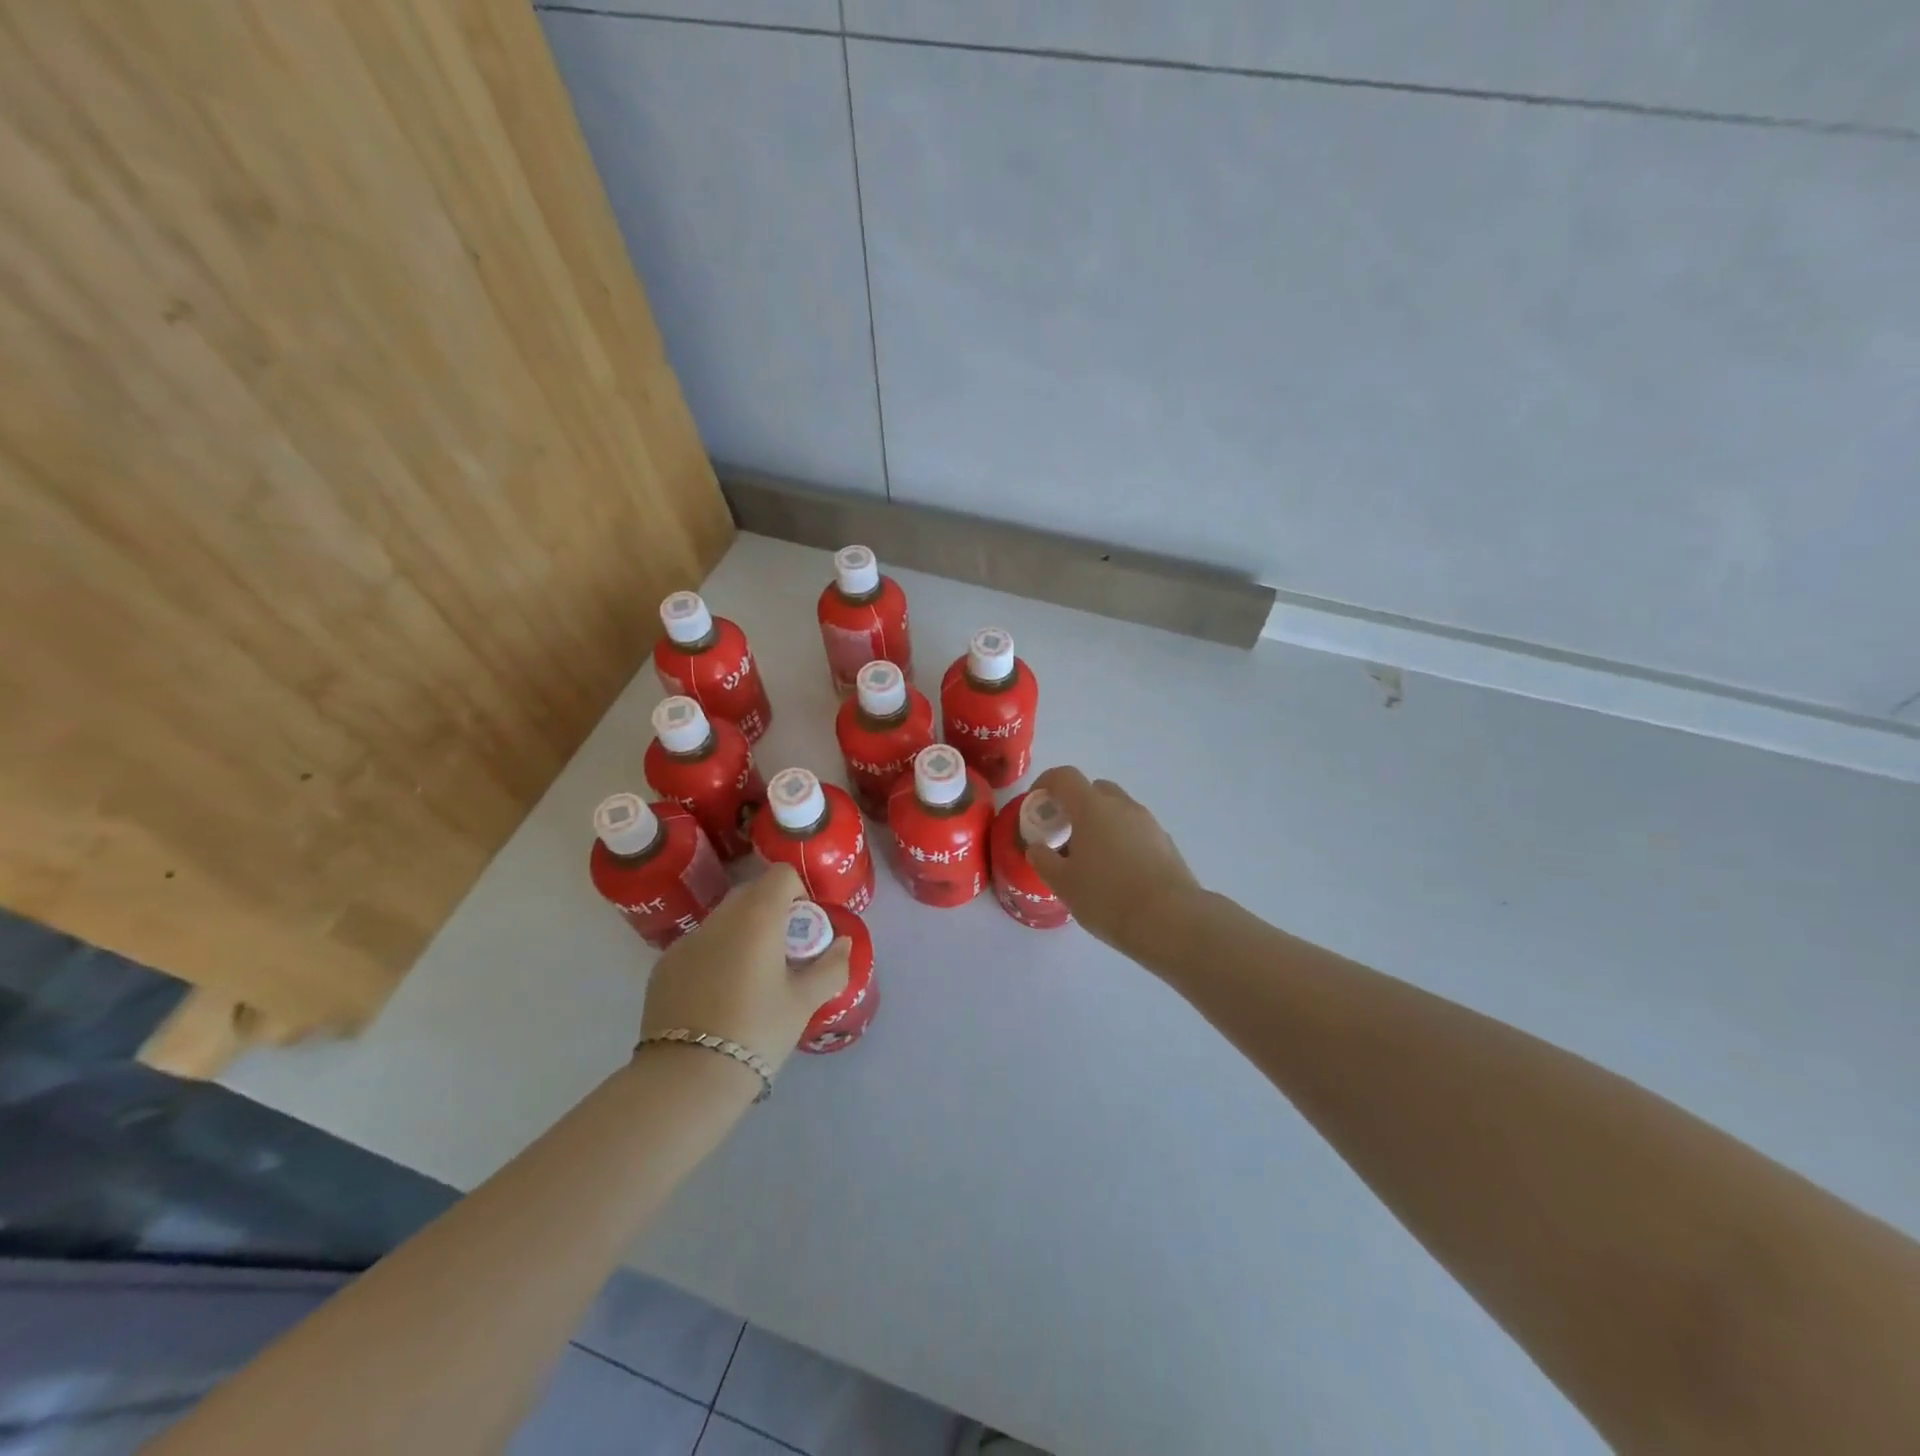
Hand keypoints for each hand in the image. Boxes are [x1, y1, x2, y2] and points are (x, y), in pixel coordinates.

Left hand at [639, 863, 851, 1078]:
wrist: (687, 1078)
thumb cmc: (757, 1031)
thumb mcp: (804, 1002)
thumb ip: (831, 967)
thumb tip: (843, 944)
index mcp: (756, 917)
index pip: (781, 875)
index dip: (798, 893)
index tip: (803, 929)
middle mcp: (719, 918)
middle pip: (751, 893)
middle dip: (772, 912)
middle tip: (784, 953)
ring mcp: (686, 941)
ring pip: (723, 920)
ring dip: (742, 932)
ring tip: (751, 978)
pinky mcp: (663, 966)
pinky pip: (699, 945)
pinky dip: (715, 955)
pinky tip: (718, 997)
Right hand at [1027, 766, 1202, 957]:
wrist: (1171, 921)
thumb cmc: (1107, 897)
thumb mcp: (1064, 884)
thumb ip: (1044, 860)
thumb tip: (1036, 848)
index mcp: (1092, 807)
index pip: (1064, 776)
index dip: (1045, 783)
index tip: (1036, 804)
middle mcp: (1122, 805)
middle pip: (1094, 789)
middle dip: (1075, 804)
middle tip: (1063, 833)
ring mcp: (1148, 822)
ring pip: (1117, 810)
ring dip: (1100, 822)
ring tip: (1090, 858)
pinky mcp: (1166, 843)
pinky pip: (1135, 830)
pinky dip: (1121, 839)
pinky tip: (1117, 872)